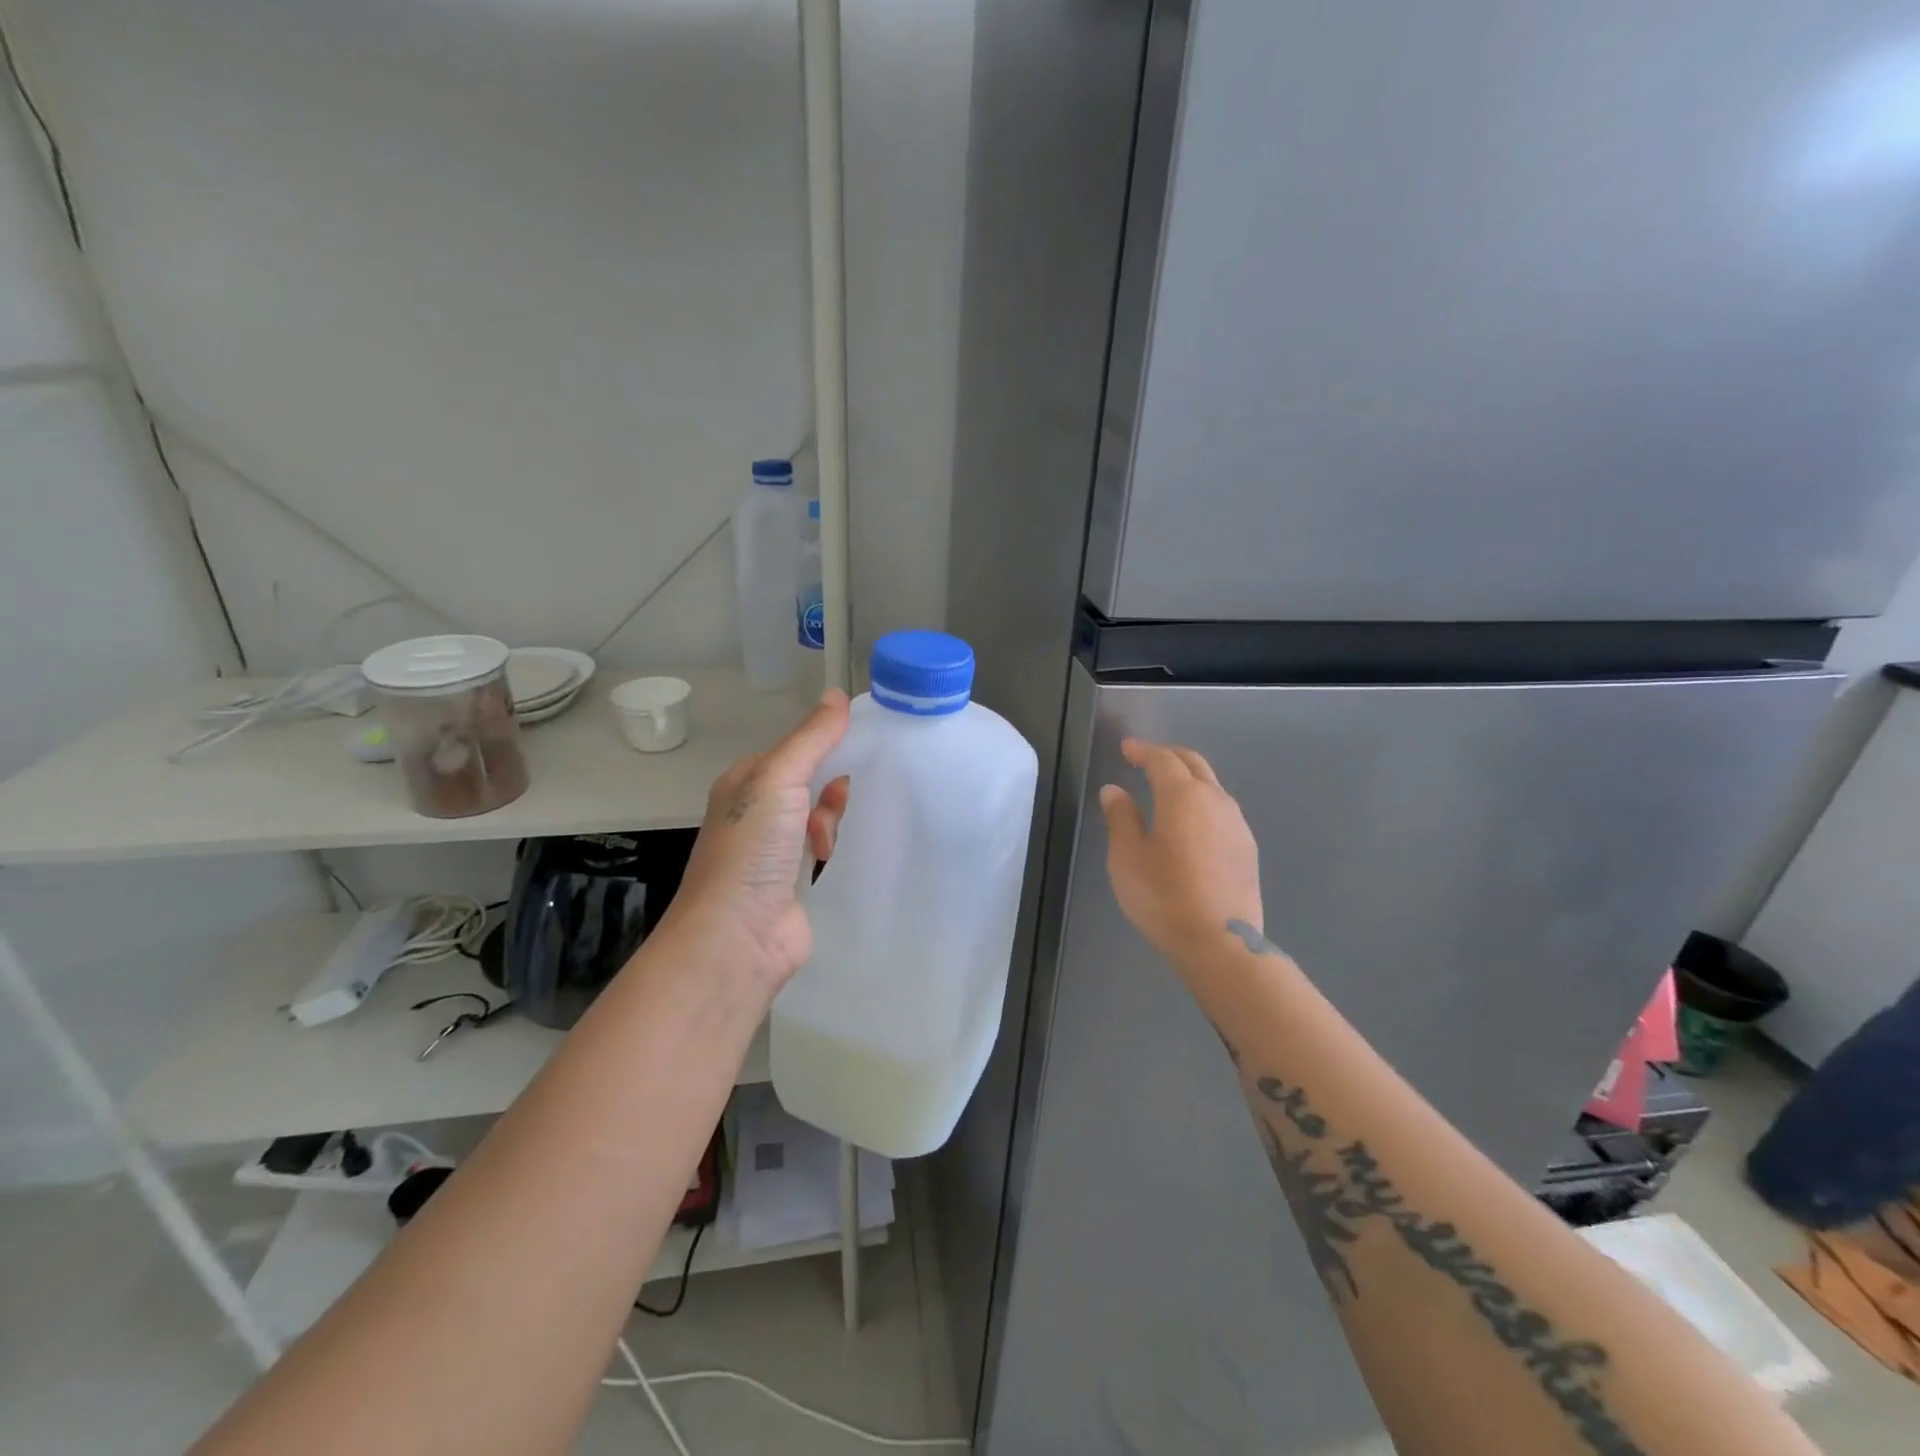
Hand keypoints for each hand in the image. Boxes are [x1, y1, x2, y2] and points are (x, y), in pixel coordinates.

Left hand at [654, 689, 851, 995]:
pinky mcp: (795, 886)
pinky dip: (836, 853)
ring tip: (828, 841)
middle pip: (809, 786)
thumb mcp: (779, 779)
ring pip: (819, 821)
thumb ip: (811, 739)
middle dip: (833, 787)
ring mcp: (774, 855)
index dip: (825, 744)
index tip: (865, 740)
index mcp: (745, 785)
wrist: (737, 936)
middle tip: (851, 793)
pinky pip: (825, 856)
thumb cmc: (751, 849)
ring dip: (833, 823)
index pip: (793, 751)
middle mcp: (757, 817)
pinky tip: (841, 858)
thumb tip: (838, 694)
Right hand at [1100, 739, 1262, 964]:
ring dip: (1188, 779)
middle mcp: (1215, 800)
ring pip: (1212, 786)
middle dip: (1169, 756)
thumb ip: (1121, 818)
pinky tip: (1190, 823)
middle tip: (1146, 758)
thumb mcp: (1127, 856)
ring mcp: (1237, 824)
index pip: (1162, 759)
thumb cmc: (1163, 895)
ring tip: (1166, 790)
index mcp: (1183, 795)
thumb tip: (1115, 791)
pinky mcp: (1247, 848)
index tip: (1126, 749)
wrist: (1220, 941)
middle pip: (1193, 764)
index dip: (1142, 750)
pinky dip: (1201, 803)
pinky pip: (1221, 810)